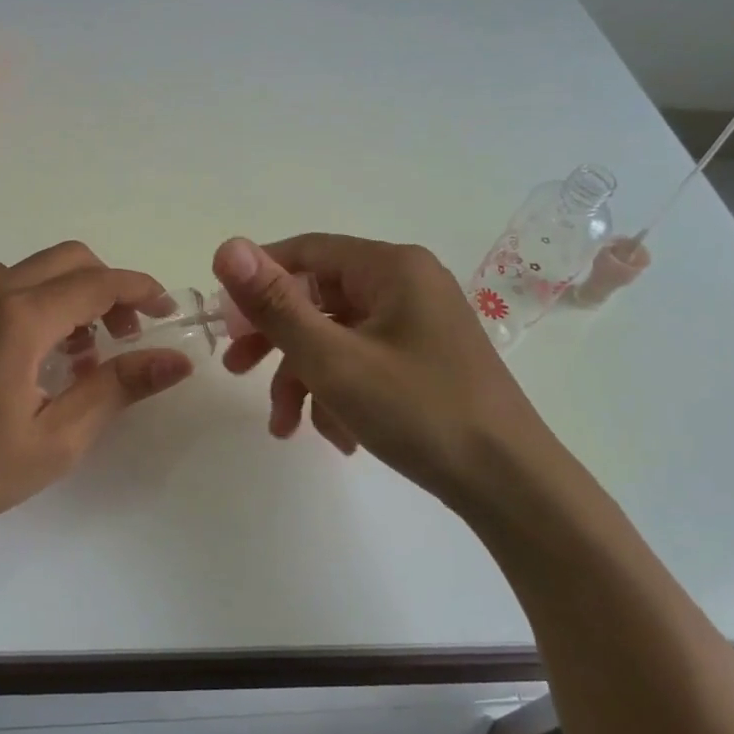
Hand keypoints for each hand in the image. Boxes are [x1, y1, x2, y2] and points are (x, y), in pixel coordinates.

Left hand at [0, 242, 192, 543]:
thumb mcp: (56, 439)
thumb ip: (118, 389)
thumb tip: (175, 360)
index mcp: (20, 317)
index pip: (98, 282)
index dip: (141, 291)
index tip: (168, 312)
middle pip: (68, 260)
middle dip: (109, 288)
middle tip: (126, 336)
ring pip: (34, 270)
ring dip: (70, 293)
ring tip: (81, 353)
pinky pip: (4, 287)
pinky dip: (37, 301)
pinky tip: (35, 356)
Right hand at [212, 234, 562, 512]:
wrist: (511, 485)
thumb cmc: (419, 412)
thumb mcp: (333, 360)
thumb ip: (275, 305)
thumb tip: (226, 247)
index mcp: (391, 267)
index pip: (305, 253)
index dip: (256, 282)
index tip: (222, 323)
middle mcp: (407, 284)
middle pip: (319, 297)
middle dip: (276, 339)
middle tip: (237, 370)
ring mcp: (419, 323)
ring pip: (338, 336)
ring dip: (304, 378)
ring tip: (285, 427)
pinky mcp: (425, 359)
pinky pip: (365, 360)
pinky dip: (340, 392)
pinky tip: (336, 437)